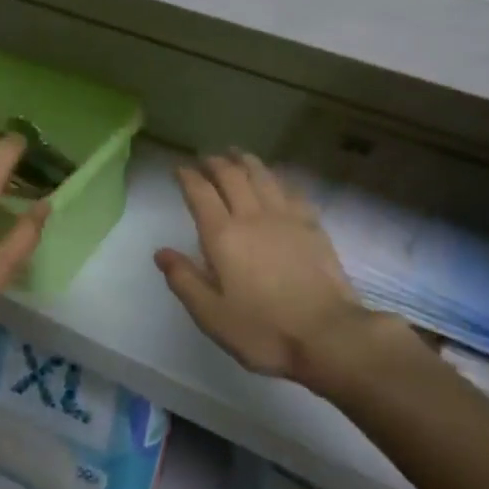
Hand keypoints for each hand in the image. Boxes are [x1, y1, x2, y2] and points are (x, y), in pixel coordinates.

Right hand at [155, 150, 382, 396]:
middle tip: (206, 158)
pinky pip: (291, 190)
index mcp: (223, 236)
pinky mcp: (313, 226)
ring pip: (263, 176)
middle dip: (215, 163)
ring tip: (237, 154)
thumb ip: (184, 280)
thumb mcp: (211, 315)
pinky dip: (278, 178)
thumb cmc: (263, 331)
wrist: (327, 334)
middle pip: (232, 176)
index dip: (187, 176)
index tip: (179, 168)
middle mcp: (253, 216)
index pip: (200, 193)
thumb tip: (162, 252)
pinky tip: (277, 180)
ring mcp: (286, 218)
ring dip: (246, 161)